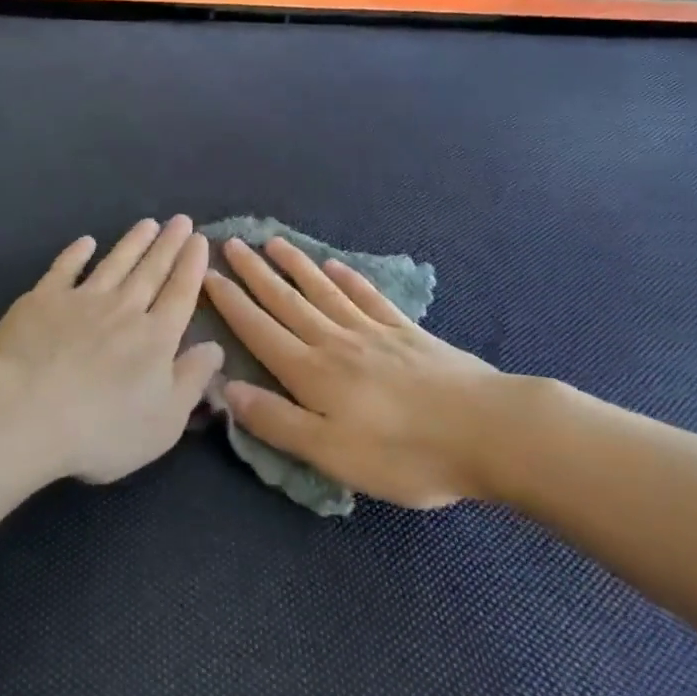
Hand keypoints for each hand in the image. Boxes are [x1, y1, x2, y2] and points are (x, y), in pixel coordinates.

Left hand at [0, 216, 223, 484]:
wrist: (27, 411)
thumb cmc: (102, 429)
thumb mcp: (164, 421)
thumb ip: (192, 381)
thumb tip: (216, 348)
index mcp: (155, 337)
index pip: (180, 293)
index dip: (192, 266)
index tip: (200, 239)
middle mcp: (123, 309)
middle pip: (151, 270)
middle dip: (169, 244)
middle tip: (181, 220)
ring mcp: (81, 300)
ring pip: (115, 263)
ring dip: (133, 242)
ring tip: (148, 223)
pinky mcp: (43, 300)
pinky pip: (65, 268)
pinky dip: (77, 253)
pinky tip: (86, 242)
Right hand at [204, 237, 514, 508]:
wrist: (488, 431)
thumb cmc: (405, 452)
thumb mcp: (332, 452)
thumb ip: (277, 421)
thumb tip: (226, 389)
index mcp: (312, 372)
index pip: (260, 329)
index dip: (231, 302)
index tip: (208, 273)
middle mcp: (335, 341)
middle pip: (286, 300)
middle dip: (255, 273)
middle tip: (231, 243)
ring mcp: (373, 332)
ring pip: (323, 291)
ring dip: (295, 266)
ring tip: (273, 243)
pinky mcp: (407, 334)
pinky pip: (367, 297)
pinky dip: (347, 279)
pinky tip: (335, 266)